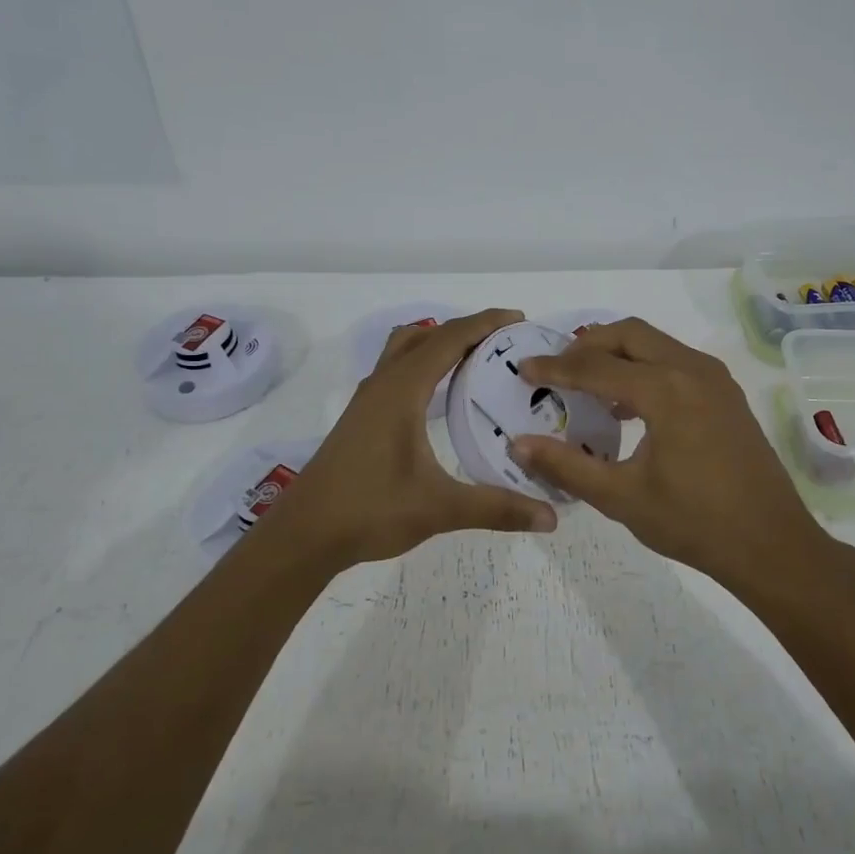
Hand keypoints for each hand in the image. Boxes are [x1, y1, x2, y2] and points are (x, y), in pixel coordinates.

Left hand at [258, 307, 558, 568]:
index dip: (485, 323)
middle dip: (467, 329)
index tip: (519, 319)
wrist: (304, 533)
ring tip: (476, 359)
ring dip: (440, 342)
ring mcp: (368, 399)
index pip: (449, 339)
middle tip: (505, 340)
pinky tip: (441, 394)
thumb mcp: (439, 508)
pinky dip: (424, 363)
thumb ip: (496, 508)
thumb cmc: (369, 511)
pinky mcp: (361, 416)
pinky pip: (398, 369)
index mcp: (402, 391)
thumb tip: (550, 518)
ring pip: (405, 349)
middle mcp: (383, 384)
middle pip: (427, 335)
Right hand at [510, 318, 824, 584]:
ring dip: (618, 353)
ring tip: (587, 384)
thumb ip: (566, 466)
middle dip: (588, 345)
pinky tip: (628, 405)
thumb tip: (519, 444)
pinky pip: (676, 361)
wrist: (772, 545)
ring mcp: (715, 379)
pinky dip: (645, 367)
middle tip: (557, 369)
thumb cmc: (694, 523)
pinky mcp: (726, 394)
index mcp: (666, 389)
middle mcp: (692, 370)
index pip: (596, 366)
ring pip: (656, 343)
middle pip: (629, 334)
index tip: (524, 369)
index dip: (555, 367)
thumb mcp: (621, 498)